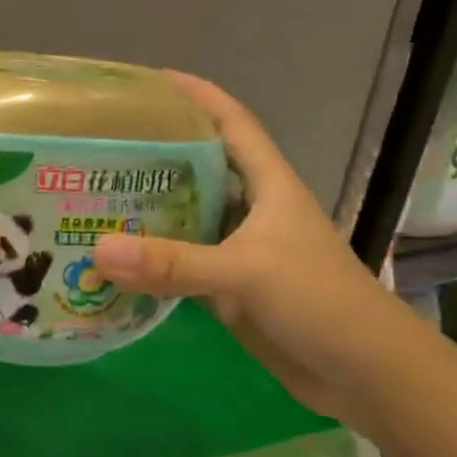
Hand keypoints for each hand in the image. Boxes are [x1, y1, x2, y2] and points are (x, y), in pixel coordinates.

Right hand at [91, 74, 409, 428]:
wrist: (364, 374)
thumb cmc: (320, 303)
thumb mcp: (247, 274)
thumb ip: (173, 263)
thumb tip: (98, 250)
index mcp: (269, 185)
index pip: (232, 123)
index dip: (196, 97)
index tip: (149, 81)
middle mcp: (252, 210)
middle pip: (198, 167)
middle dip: (155, 152)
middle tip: (100, 145)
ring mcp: (238, 250)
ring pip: (185, 216)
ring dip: (145, 208)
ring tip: (92, 196)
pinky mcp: (227, 288)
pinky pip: (179, 263)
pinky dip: (148, 259)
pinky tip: (112, 259)